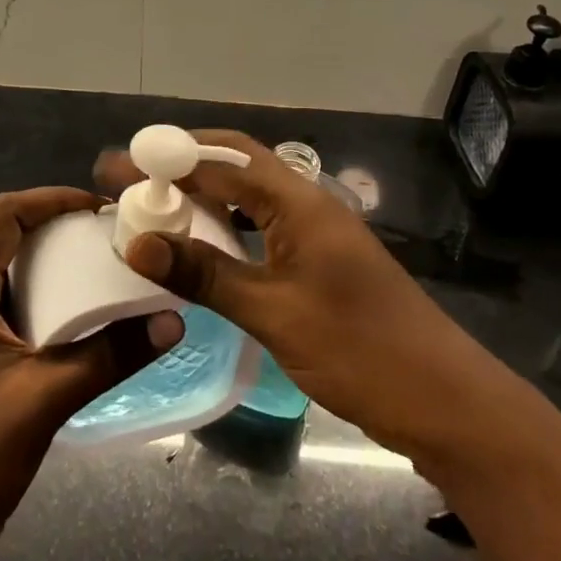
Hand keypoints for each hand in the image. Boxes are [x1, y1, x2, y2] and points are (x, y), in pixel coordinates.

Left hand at [0, 188, 182, 560]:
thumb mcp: (45, 401)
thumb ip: (110, 357)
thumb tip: (173, 321)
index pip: (4, 216)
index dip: (51, 199)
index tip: (101, 208)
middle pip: (10, 240)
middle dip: (62, 230)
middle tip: (115, 239)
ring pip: (16, 278)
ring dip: (60, 269)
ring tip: (111, 272)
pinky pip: (19, 313)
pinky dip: (54, 306)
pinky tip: (91, 324)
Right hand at [97, 133, 501, 463]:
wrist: (443, 401)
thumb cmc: (358, 350)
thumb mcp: (272, 313)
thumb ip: (205, 274)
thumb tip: (137, 243)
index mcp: (299, 203)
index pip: (222, 162)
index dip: (166, 159)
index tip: (117, 164)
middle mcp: (308, 204)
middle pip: (238, 166)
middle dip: (182, 166)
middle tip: (131, 179)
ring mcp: (317, 233)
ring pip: (250, 197)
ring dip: (204, 196)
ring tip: (155, 207)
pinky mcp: (321, 262)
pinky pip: (263, 228)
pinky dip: (226, 228)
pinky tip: (202, 247)